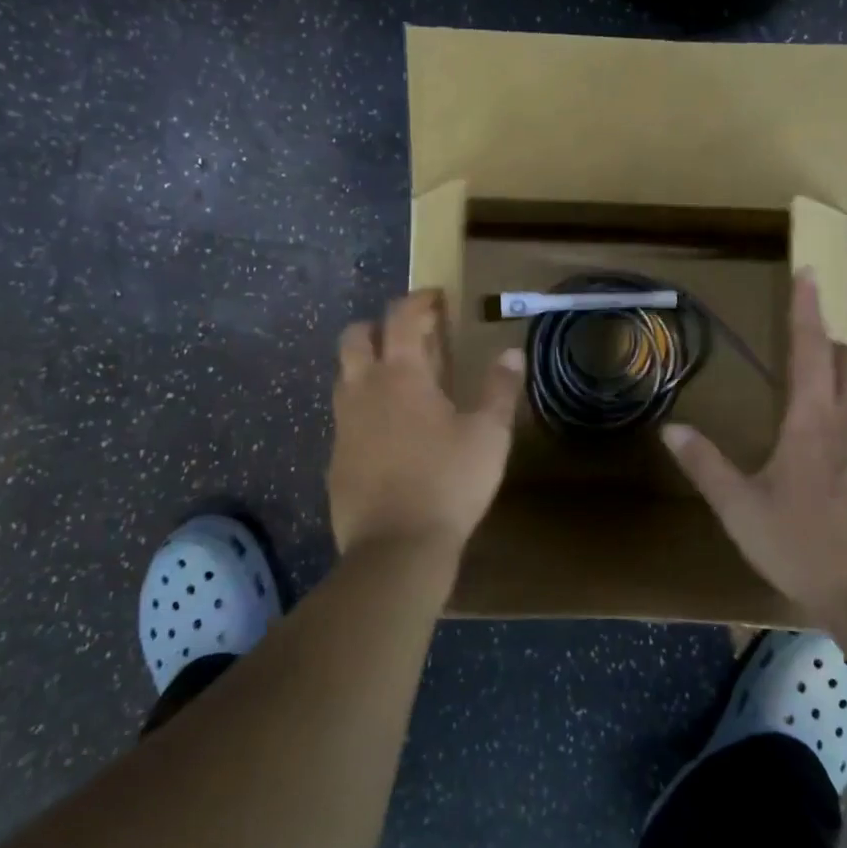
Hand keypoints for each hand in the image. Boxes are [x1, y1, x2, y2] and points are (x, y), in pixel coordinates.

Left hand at [328, 291, 524, 559]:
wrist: (396, 548)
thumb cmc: (449, 482)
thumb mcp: (489, 435)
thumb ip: (499, 389)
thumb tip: (511, 353)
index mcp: (401, 374)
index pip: (400, 317)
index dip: (418, 301)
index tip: (436, 299)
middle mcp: (364, 389)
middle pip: (355, 336)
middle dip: (380, 326)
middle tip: (411, 337)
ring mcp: (344, 424)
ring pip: (345, 375)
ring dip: (367, 365)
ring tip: (401, 381)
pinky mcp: (335, 457)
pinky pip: (345, 415)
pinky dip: (364, 406)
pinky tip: (389, 431)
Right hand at [662, 273, 846, 630]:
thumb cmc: (806, 549)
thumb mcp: (742, 511)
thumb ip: (706, 466)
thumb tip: (672, 428)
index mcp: (815, 423)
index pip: (811, 349)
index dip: (807, 309)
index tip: (810, 272)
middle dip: (836, 343)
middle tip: (810, 352)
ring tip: (825, 399)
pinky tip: (844, 458)